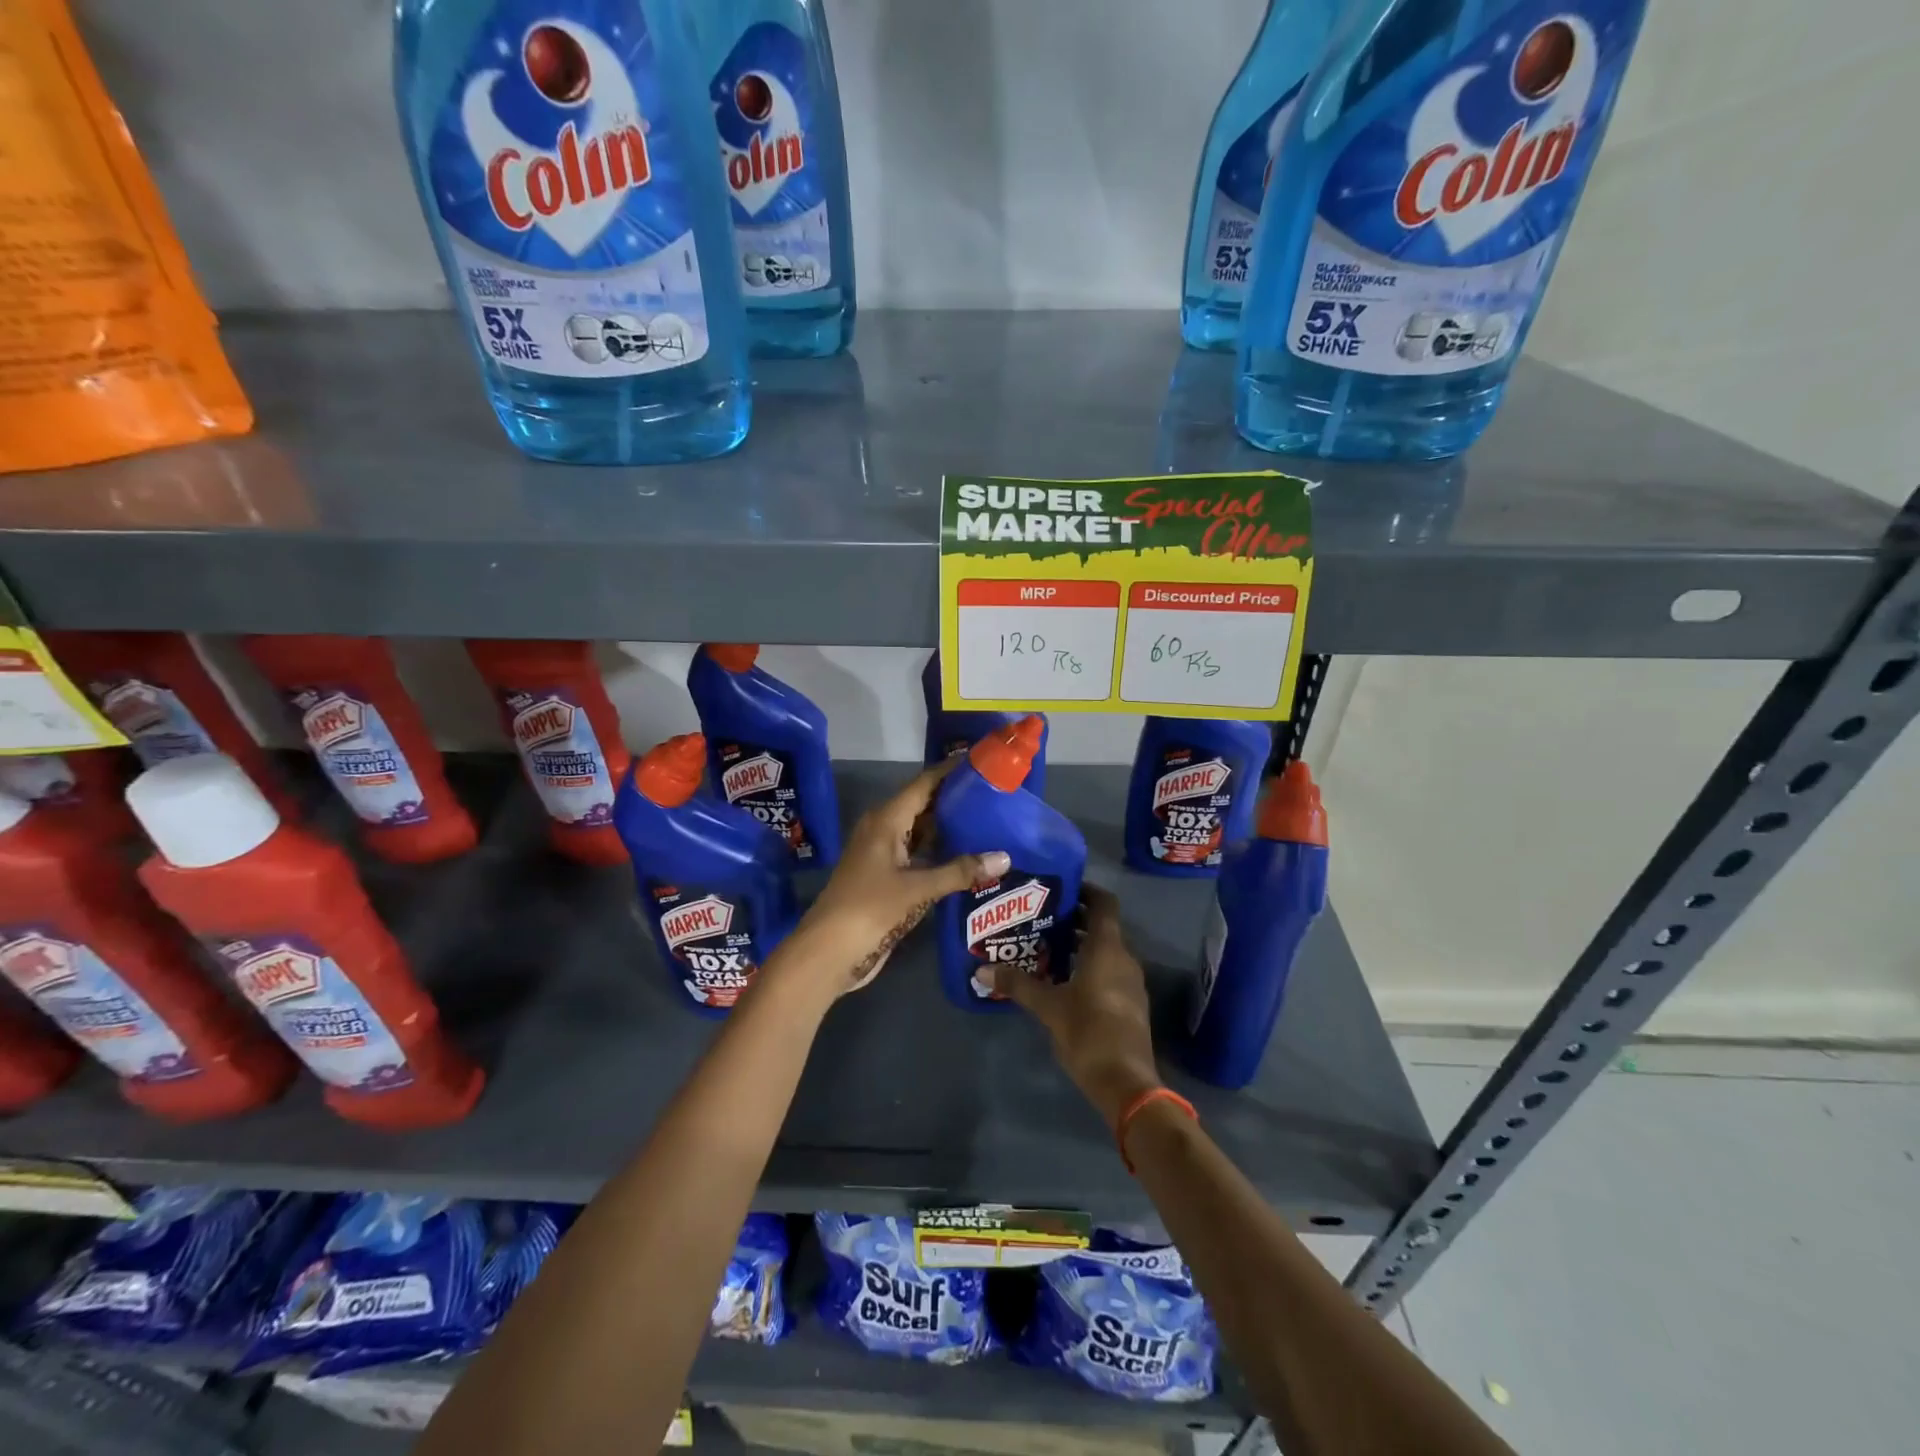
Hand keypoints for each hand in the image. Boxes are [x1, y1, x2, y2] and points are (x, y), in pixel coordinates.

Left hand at [782, 761, 1009, 998]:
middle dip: (956, 800)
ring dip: (950, 829)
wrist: (829, 952)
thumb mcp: (918, 889)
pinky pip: (918, 856)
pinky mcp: (886, 879)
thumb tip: (1005, 857)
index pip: (924, 784)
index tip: (981, 762)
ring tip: (990, 822)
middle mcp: (883, 830)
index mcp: (886, 820)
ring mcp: (883, 856)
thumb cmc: (870, 908)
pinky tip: (968, 858)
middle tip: (996, 795)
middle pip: (924, 806)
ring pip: (921, 832)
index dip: (950, 771)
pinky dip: (940, 854)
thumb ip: (961, 871)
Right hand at [994, 885, 1162, 1132]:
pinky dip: (1087, 966)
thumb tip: (980, 969)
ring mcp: (1130, 982)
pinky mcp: (1129, 1004)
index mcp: (1107, 949)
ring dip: (1078, 945)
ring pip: (1104, 951)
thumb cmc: (1088, 1032)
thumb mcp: (1048, 1006)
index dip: (1084, 890)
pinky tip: (1060, 980)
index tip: (1058, 888)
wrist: (1126, 1083)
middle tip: (1039, 917)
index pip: (1103, 903)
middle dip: (1073, 919)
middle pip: (1101, 926)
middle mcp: (1124, 958)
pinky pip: (1108, 971)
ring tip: (1044, 946)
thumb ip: (1017, 984)